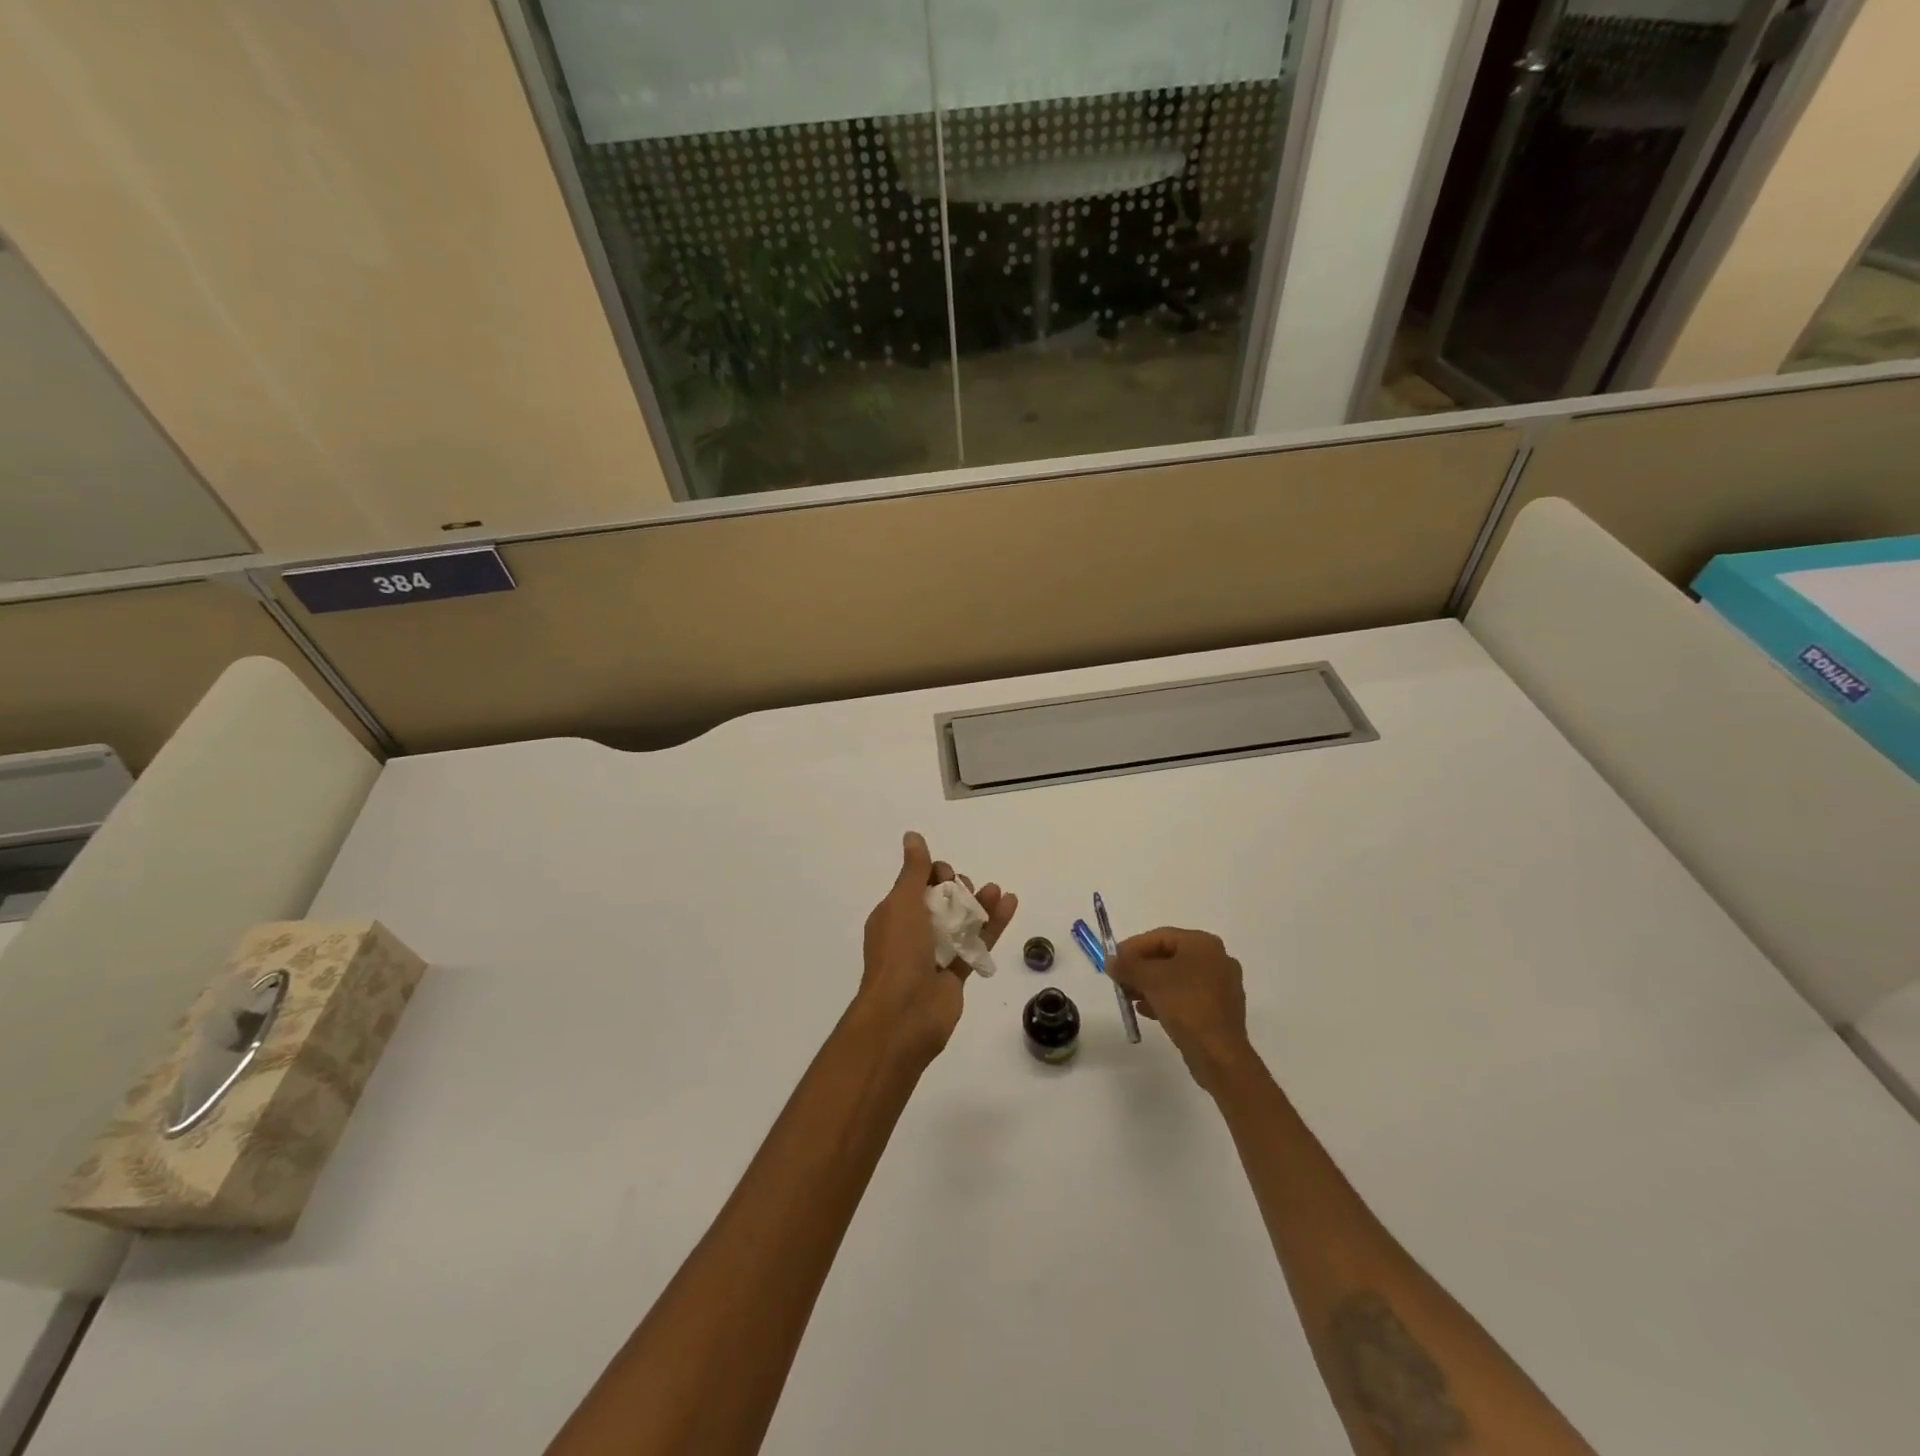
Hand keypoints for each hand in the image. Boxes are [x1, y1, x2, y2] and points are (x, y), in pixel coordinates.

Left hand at [855, 831, 1016, 1064]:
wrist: (904, 1015)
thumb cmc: (898, 953)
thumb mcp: (902, 903)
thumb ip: (913, 870)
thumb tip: (912, 835)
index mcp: (894, 915)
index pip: (918, 884)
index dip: (934, 874)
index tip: (945, 875)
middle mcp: (914, 932)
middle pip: (943, 901)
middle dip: (958, 888)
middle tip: (965, 889)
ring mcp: (937, 954)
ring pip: (962, 921)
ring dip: (980, 903)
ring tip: (996, 892)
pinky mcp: (957, 973)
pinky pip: (977, 942)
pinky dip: (994, 924)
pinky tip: (1010, 904)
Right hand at [1109, 928, 1254, 1092]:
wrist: (1219, 1053)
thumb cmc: (1185, 1005)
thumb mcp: (1149, 979)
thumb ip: (1127, 965)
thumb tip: (1111, 961)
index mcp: (1203, 943)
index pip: (1159, 937)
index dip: (1132, 947)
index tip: (1112, 960)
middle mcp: (1216, 959)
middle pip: (1168, 956)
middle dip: (1140, 968)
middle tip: (1119, 979)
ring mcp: (1221, 985)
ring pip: (1176, 978)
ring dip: (1150, 985)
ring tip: (1128, 997)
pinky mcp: (1220, 1009)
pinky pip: (1187, 996)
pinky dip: (1165, 999)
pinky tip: (1146, 1011)